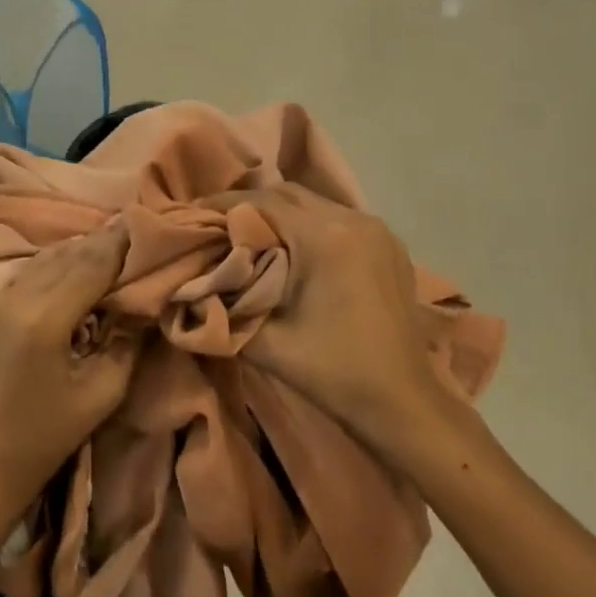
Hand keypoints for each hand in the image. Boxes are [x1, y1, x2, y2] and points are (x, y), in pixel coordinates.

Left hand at [0, 221, 138, 527]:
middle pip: (71, 252)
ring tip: (119, 244)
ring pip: (51, 255)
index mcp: (45, 318)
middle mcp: (19, 296)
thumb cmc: (50, 434)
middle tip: (141, 232)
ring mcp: (1, 297)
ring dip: (84, 248)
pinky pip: (35, 267)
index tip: (152, 228)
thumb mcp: (104, 392)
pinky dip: (63, 259)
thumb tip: (145, 301)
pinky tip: (84, 264)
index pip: (92, 263)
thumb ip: (127, 340)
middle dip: (107, 241)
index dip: (123, 244)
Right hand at [217, 183, 478, 465]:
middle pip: (288, 194)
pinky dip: (308, 224)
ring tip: (251, 234)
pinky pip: (337, 218)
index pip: (261, 202)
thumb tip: (192, 282)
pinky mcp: (389, 243)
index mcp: (324, 238)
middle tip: (218, 224)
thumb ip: (223, 306)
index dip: (222, 205)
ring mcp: (376, 229)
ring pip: (314, 203)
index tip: (193, 214)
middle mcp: (353, 220)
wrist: (403, 402)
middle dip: (248, 205)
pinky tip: (293, 248)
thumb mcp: (265, 342)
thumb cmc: (333, 372)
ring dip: (279, 213)